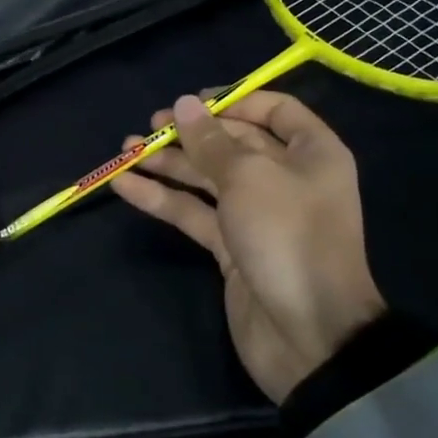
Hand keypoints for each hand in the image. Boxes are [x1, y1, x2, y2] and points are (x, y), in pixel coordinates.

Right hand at [110, 90, 383, 401]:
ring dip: (170, 164)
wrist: (309, 338)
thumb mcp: (249, 178)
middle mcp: (286, 177)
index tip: (193, 102)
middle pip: (234, 143)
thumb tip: (184, 104)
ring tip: (126, 150)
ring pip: (208, 178)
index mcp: (311, 153)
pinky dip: (164, 198)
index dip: (235, 100)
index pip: (275, 110)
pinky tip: (126, 185)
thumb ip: (211, 141)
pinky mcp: (232, 247)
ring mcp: (257, 214)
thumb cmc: (288, 237)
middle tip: (150, 126)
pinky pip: (195, 212)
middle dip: (191, 133)